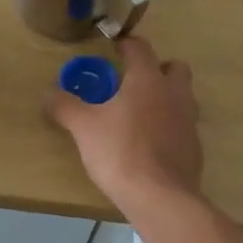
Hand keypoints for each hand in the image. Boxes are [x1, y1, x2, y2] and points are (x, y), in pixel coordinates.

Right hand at [46, 35, 203, 210]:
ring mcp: (189, 121)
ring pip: (182, 97)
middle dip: (157, 68)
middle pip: (174, 67)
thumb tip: (48, 93)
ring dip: (165, 97)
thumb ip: (65, 106)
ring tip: (140, 114)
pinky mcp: (194, 148)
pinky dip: (169, 127)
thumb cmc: (120, 152)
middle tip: (133, 82)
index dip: (126, 44)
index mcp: (148, 80)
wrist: (160, 197)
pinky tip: (150, 144)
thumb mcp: (83, 127)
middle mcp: (174, 93)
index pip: (140, 48)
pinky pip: (183, 126)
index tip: (114, 48)